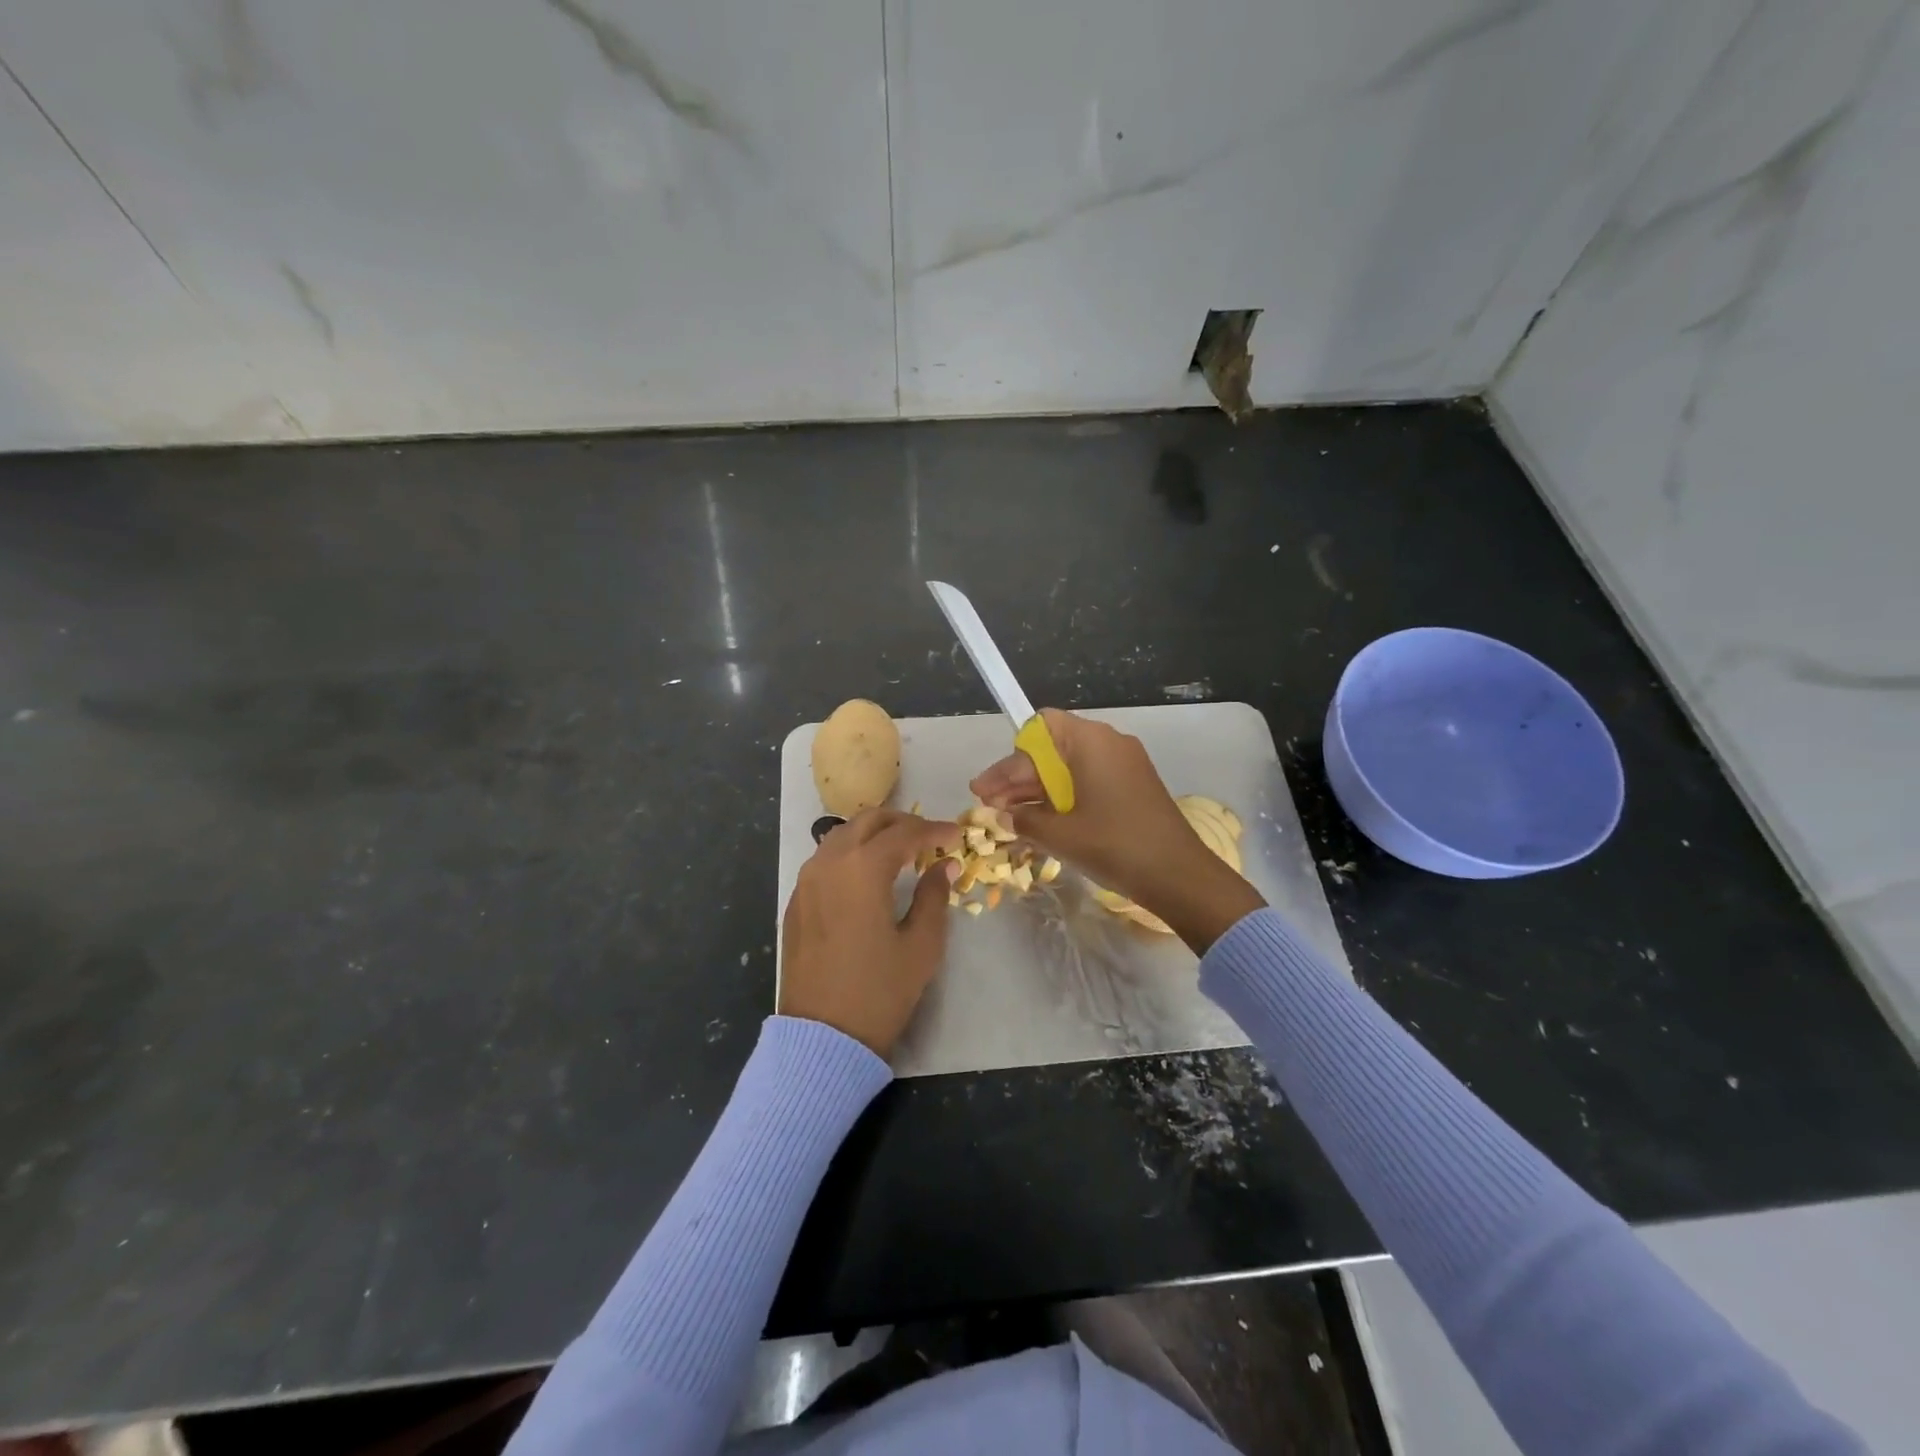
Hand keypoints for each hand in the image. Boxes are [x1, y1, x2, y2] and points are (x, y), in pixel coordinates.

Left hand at [779, 809, 962, 1056]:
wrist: (822, 1036)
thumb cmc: (879, 991)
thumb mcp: (921, 946)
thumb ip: (934, 896)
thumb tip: (944, 866)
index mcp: (863, 869)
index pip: (904, 833)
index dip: (934, 830)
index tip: (956, 835)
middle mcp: (829, 863)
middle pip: (868, 821)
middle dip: (902, 821)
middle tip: (929, 837)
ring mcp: (806, 880)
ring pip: (842, 834)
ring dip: (873, 833)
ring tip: (900, 851)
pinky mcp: (796, 900)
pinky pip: (824, 858)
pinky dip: (850, 852)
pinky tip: (867, 874)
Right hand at [971, 709, 1265, 953]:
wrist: (1180, 876)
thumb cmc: (1115, 845)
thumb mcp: (1061, 835)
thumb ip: (1025, 820)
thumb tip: (1003, 816)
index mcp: (1091, 741)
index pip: (1038, 730)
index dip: (1008, 759)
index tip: (986, 789)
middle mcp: (1109, 743)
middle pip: (1051, 749)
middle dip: (1018, 778)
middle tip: (989, 806)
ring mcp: (1125, 764)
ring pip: (1069, 768)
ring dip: (1038, 791)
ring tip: (1008, 818)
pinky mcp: (1133, 786)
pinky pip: (1088, 782)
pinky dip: (1063, 799)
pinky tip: (1041, 823)